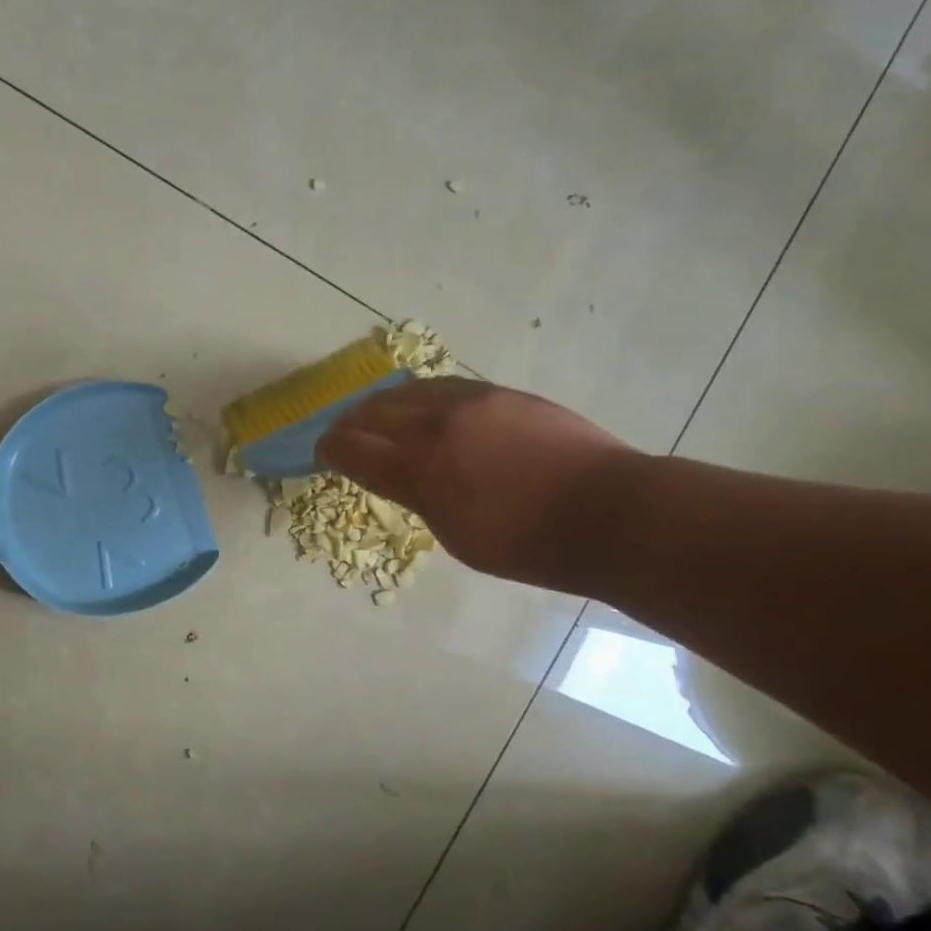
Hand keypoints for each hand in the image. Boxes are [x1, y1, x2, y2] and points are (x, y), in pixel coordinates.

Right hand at [316, 378, 643, 592]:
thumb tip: (399, 474)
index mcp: (420, 468)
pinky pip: (442, 387)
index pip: (353, 447)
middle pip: (373, 412)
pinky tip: (422, 406)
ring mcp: (471, 401)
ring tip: (376, 415)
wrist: (608, 512)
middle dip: (349, 424)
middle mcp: (437, 424)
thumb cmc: (528, 544)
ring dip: (382, 405)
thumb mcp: (456, 535)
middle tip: (341, 434)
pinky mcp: (500, 392)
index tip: (322, 452)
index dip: (330, 449)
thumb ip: (417, 496)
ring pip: (407, 392)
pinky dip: (419, 397)